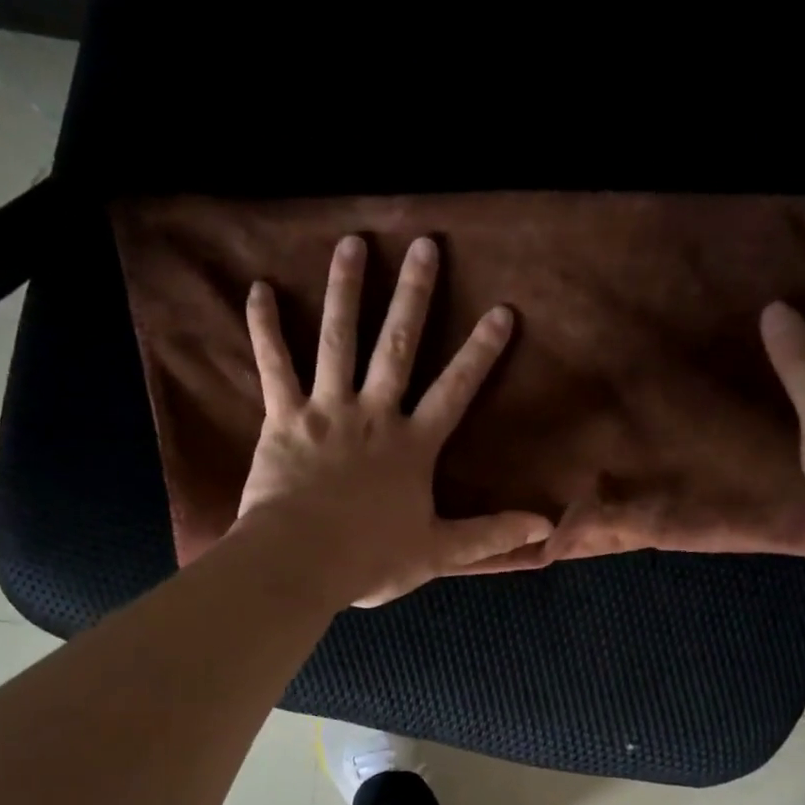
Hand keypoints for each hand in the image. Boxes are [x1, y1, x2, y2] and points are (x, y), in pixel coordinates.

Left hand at [236, 234, 553, 607]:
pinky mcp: (283, 418)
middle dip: (414, 295)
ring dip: (346, 290)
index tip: (501, 310)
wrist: (300, 562)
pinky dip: (264, 327)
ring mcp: (326, 411)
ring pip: (338, 339)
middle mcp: (373, 414)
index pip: (455, 390)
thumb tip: (546, 526)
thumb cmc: (370, 559)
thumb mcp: (439, 552)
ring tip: (352, 243)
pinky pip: (274, 365)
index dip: (480, 351)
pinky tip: (258, 288)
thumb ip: (491, 535)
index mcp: (413, 445)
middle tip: (425, 245)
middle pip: (397, 345)